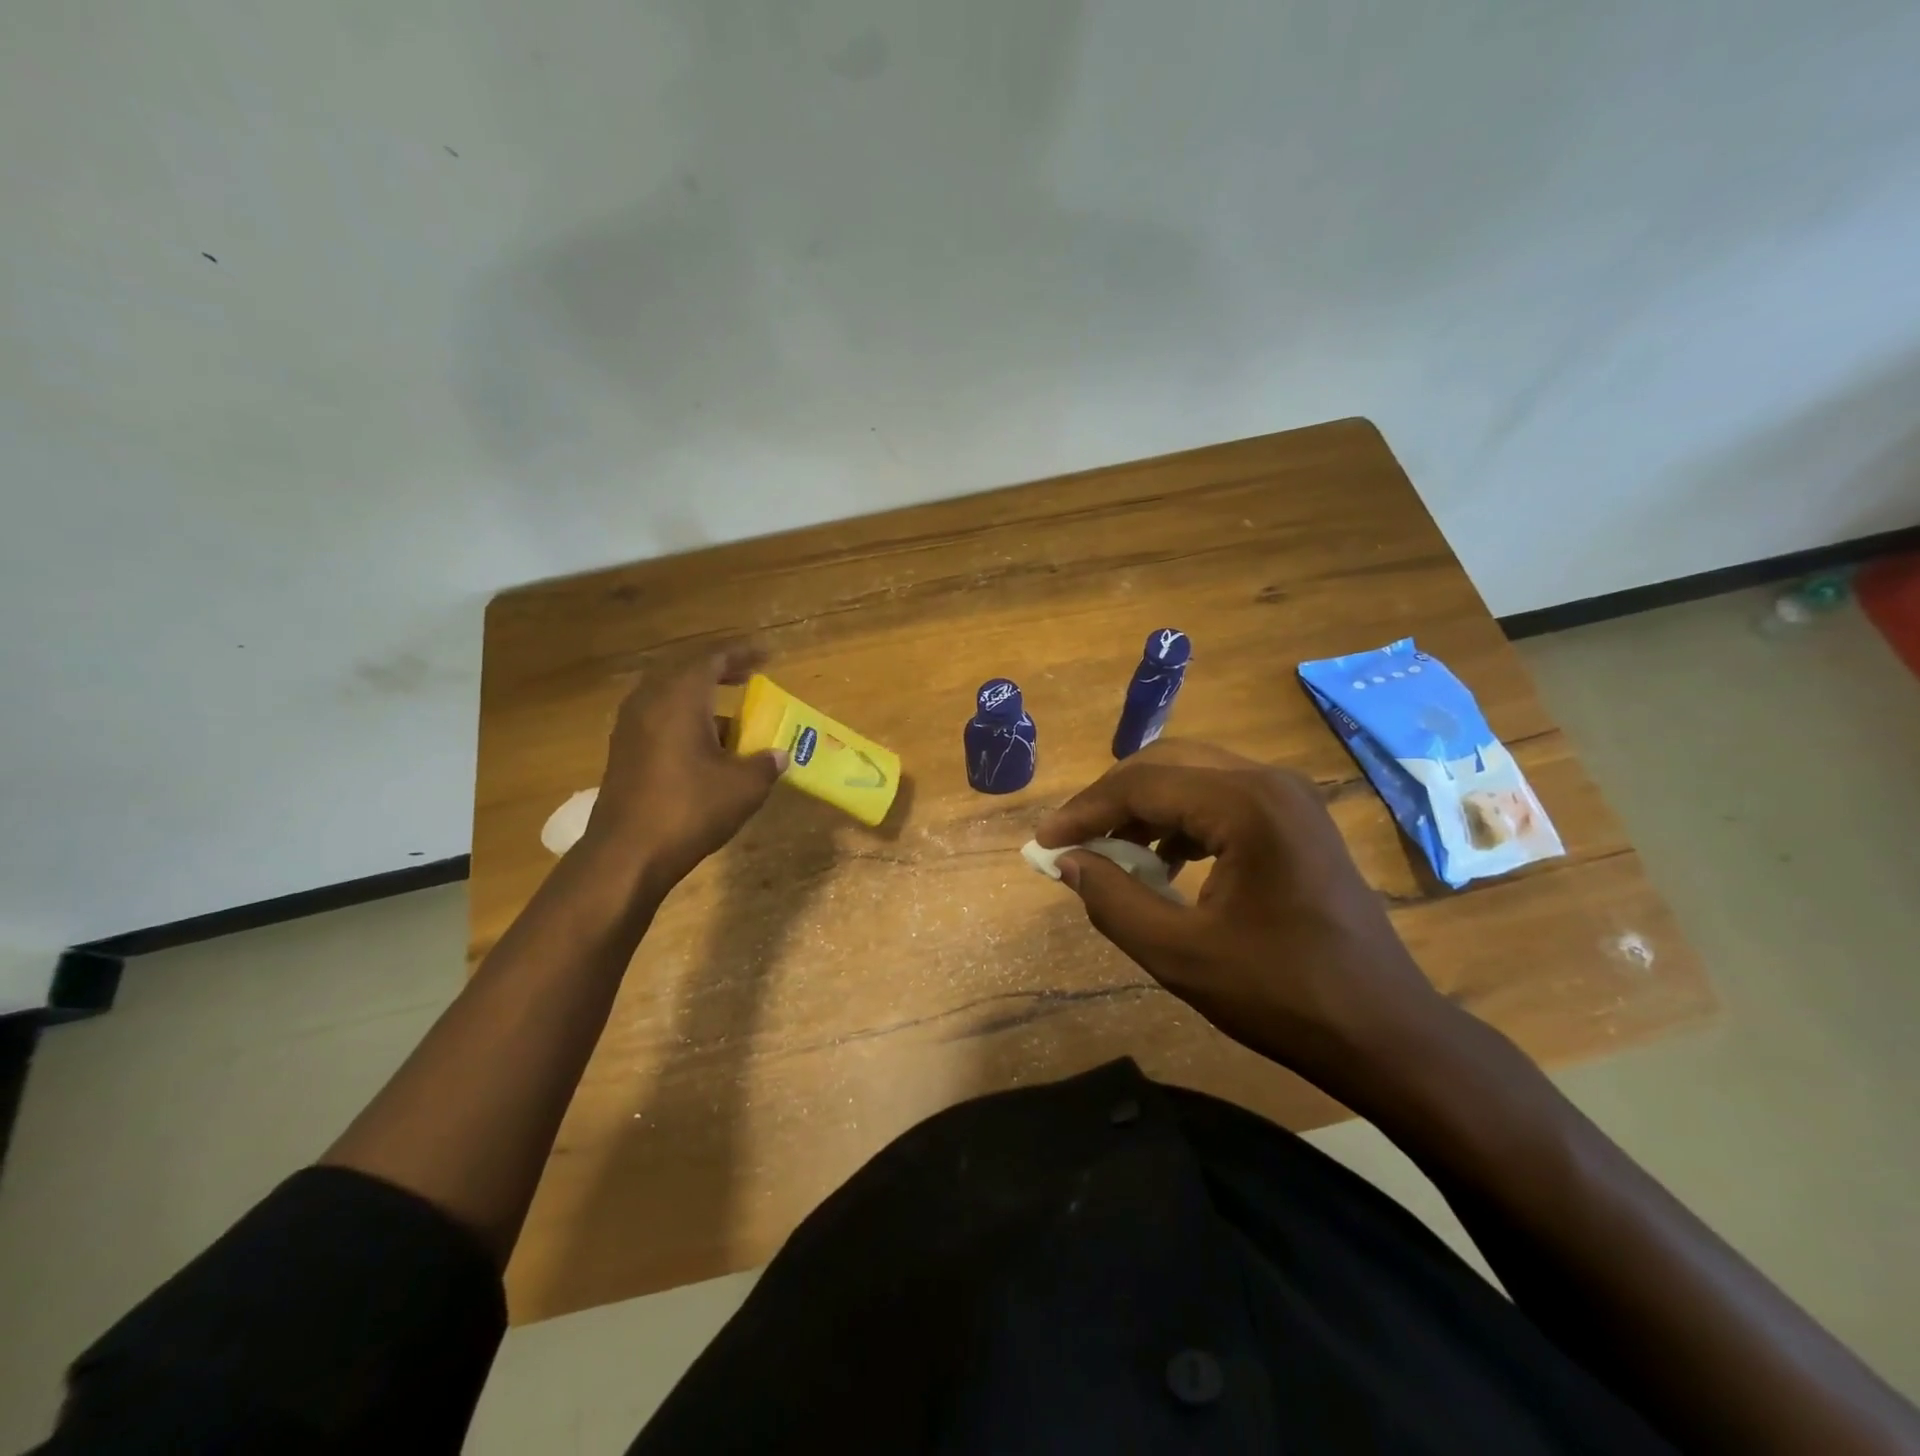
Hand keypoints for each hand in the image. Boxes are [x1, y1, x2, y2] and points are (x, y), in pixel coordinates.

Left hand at [582, 647, 786, 890]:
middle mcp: (649, 702)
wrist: (627, 854)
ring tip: (732, 717)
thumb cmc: (689, 809)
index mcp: (679, 698)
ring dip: (700, 700)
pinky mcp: (623, 752)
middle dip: (718, 673)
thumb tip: (778, 755)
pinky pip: (658, 720)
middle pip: (685, 672)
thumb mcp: (744, 787)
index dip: (741, 654)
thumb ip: (765, 764)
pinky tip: (705, 747)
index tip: (766, 656)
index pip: (712, 659)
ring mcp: (630, 727)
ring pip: (669, 697)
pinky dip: (684, 721)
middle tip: (747, 678)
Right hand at [1036, 740, 1457, 1098]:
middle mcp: (1270, 782)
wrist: (1383, 1032)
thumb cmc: (1281, 996)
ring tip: (1109, 852)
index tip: (1043, 842)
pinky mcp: (1295, 819)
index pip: (1143, 785)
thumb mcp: (1179, 954)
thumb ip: (1111, 900)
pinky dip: (1179, 820)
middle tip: (1071, 840)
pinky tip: (1162, 861)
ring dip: (1143, 807)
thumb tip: (1065, 862)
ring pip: (1192, 776)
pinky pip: (1219, 798)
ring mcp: (1289, 797)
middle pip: (1167, 764)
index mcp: (1247, 805)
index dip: (1085, 812)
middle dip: (1111, 799)